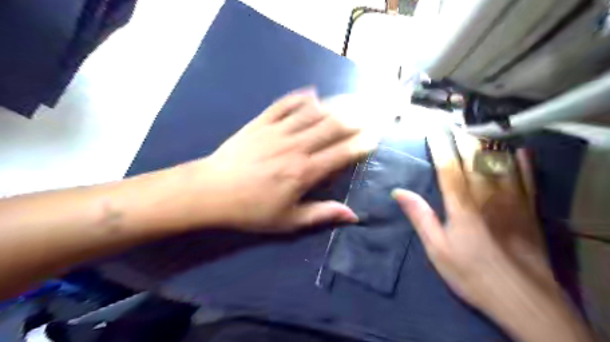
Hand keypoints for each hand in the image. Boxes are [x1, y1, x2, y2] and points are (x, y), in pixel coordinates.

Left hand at [187, 88, 371, 232]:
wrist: (212, 191)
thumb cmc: (251, 209)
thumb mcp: (288, 220)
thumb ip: (322, 214)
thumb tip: (353, 216)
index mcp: (304, 172)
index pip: (341, 154)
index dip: (361, 145)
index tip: (374, 138)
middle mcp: (296, 147)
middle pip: (332, 127)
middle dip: (355, 119)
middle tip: (370, 112)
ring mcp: (277, 131)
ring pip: (313, 112)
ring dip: (334, 105)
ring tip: (351, 100)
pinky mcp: (261, 122)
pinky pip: (284, 104)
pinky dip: (300, 97)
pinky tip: (312, 93)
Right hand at [391, 126, 556, 309]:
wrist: (522, 299)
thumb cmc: (471, 274)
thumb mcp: (437, 249)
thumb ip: (420, 217)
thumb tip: (399, 191)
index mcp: (461, 206)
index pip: (448, 168)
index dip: (440, 147)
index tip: (433, 130)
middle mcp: (487, 197)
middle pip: (475, 160)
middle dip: (464, 138)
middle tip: (455, 122)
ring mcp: (513, 202)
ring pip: (501, 164)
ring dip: (489, 143)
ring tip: (480, 127)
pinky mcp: (530, 211)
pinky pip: (527, 179)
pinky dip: (522, 162)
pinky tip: (517, 149)